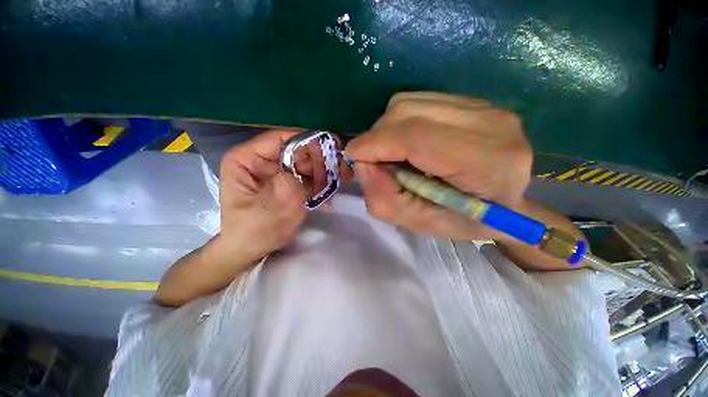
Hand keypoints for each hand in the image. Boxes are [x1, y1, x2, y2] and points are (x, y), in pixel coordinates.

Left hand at [156, 130, 352, 305]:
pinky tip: (325, 200)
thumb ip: (285, 189)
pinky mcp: (288, 181)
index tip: (333, 154)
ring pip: (308, 162)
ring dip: (324, 176)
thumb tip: (304, 169)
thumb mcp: (267, 212)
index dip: (308, 143)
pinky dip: (321, 185)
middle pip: (298, 149)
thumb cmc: (252, 232)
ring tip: (330, 193)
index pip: (281, 139)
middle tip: (340, 177)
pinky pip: (310, 176)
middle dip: (321, 162)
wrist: (252, 249)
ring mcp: (277, 170)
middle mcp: (262, 159)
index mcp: (247, 159)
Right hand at [346, 92, 532, 239]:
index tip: (352, 156)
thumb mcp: (420, 224)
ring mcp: (485, 107)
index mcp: (486, 163)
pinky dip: (400, 122)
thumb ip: (385, 199)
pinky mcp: (473, 102)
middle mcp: (491, 125)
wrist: (505, 204)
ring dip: (387, 129)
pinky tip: (407, 143)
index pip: (416, 137)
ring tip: (391, 154)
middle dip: (377, 136)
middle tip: (372, 161)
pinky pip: (419, 101)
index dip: (376, 144)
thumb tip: (361, 163)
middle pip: (409, 112)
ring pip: (410, 102)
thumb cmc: (464, 222)